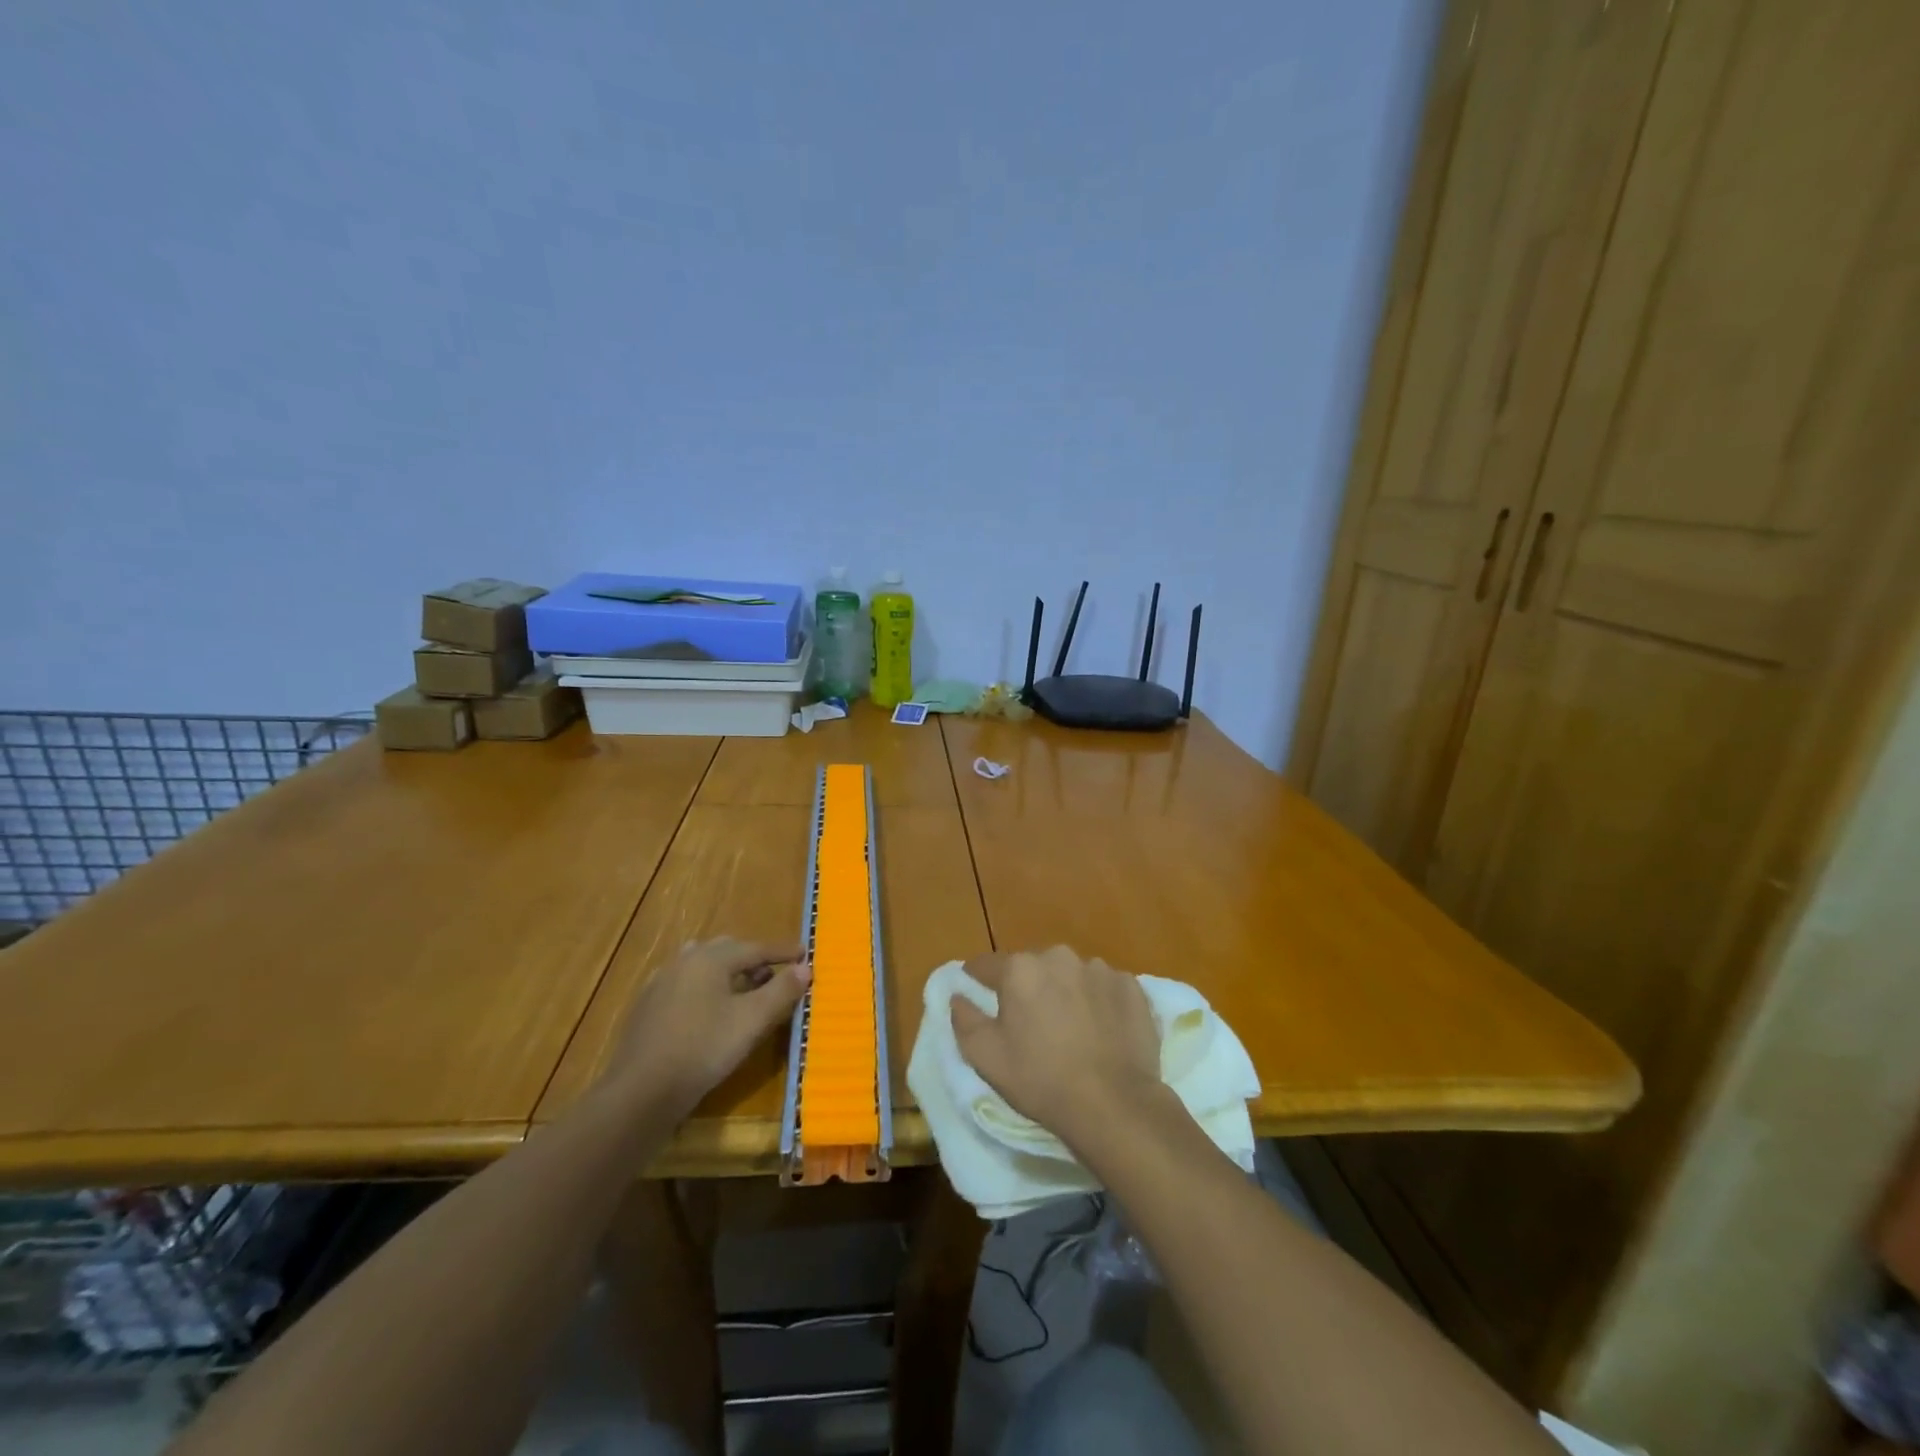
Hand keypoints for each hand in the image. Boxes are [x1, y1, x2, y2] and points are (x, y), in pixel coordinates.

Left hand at [600, 938, 809, 1120]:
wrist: (641, 1092)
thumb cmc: (704, 1049)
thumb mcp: (752, 1020)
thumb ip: (782, 991)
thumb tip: (805, 968)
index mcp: (710, 958)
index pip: (756, 948)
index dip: (782, 952)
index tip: (804, 954)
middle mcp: (684, 961)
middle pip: (727, 951)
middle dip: (753, 960)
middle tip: (774, 976)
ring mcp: (661, 983)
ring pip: (702, 966)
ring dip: (727, 973)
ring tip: (743, 992)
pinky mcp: (647, 1007)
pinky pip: (685, 986)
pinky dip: (705, 989)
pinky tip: (708, 1012)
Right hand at [951, 946, 1164, 1153]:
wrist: (1114, 1103)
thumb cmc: (1040, 1079)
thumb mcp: (985, 1057)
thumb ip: (964, 1019)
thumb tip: (958, 996)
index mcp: (1020, 969)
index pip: (988, 964)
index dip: (978, 977)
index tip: (975, 988)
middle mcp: (1059, 957)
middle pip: (1033, 967)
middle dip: (1028, 987)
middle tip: (1029, 1021)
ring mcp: (1099, 969)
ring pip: (1071, 975)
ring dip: (1065, 992)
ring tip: (1071, 1028)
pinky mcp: (1131, 987)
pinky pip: (1105, 988)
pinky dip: (1099, 1002)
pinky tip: (1101, 1031)